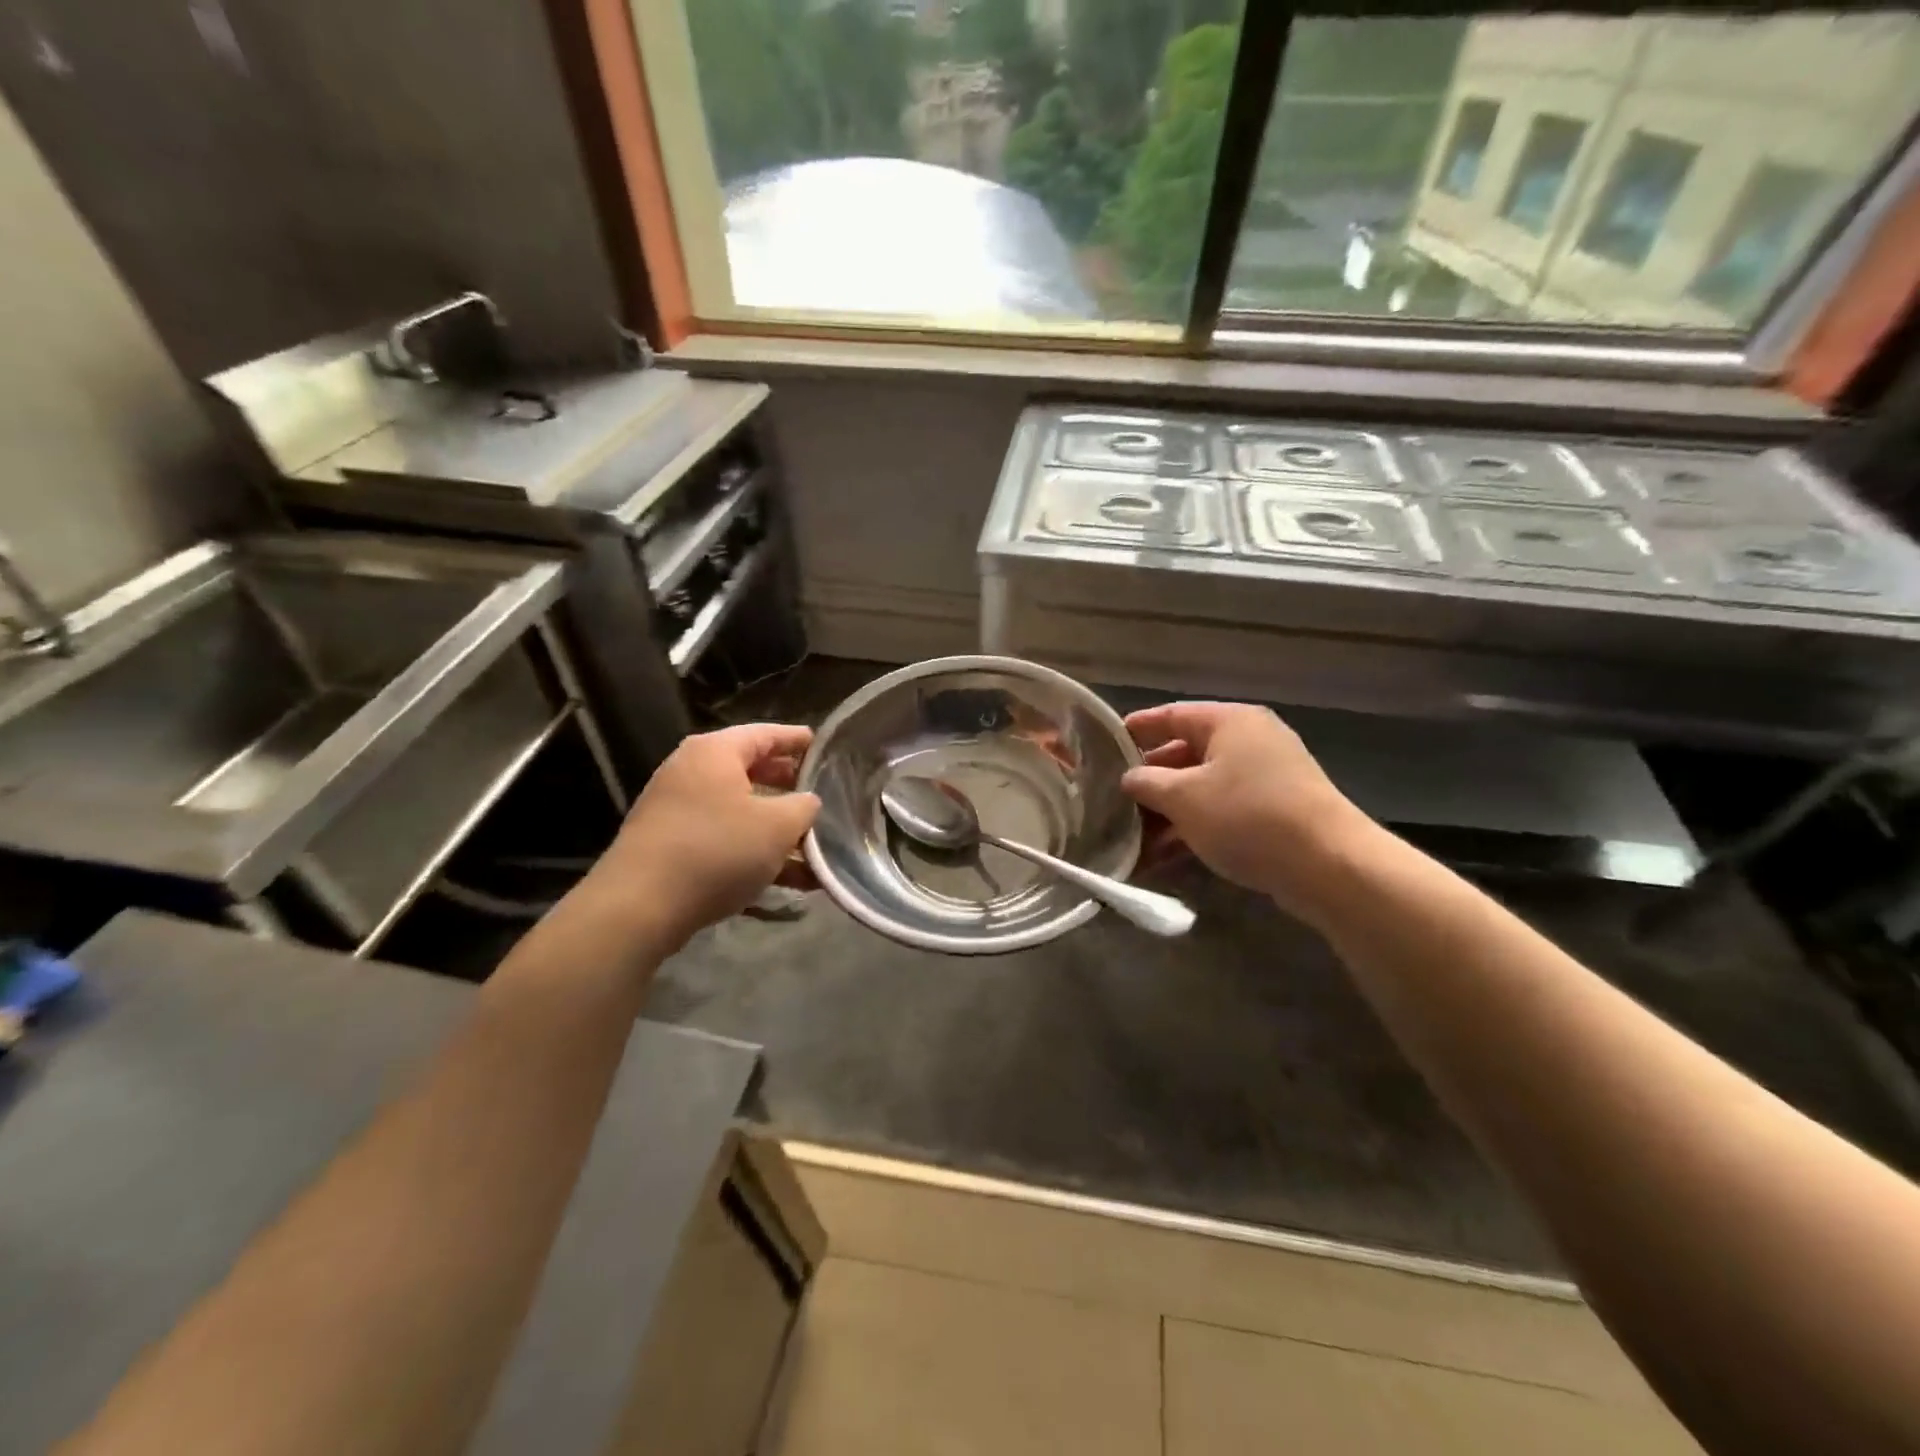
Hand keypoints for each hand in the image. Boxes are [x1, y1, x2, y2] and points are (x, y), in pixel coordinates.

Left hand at [582, 723, 819, 949]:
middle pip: (750, 771)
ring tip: (813, 849)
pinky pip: (723, 839)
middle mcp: (691, 772)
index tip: (822, 746)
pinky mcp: (670, 846)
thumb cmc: (716, 850)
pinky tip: (787, 879)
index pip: (765, 734)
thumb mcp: (778, 826)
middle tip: (818, 795)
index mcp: (715, 752)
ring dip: (776, 829)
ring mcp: (676, 810)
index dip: (797, 740)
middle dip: (787, 786)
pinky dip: (753, 851)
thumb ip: (803, 807)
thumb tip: (807, 802)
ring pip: (739, 811)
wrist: (640, 906)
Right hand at [1122, 702, 1379, 919]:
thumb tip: (1129, 778)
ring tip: (1133, 839)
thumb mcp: (1183, 797)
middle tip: (1113, 801)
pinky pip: (1222, 812)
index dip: (1136, 729)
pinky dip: (1193, 828)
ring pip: (1202, 788)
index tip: (1104, 744)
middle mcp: (1249, 741)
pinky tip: (1164, 857)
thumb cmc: (1246, 816)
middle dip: (1149, 782)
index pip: (1172, 715)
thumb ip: (1147, 783)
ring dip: (1167, 813)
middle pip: (1186, 754)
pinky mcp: (1275, 812)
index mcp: (1229, 722)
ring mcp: (1265, 778)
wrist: (1327, 865)